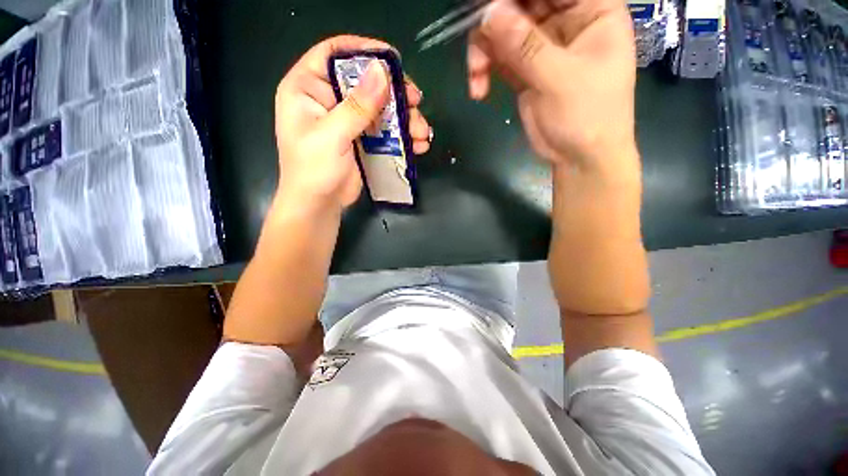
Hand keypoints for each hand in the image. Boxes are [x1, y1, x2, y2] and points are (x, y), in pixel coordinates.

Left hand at [274, 36, 430, 209]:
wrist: (319, 205)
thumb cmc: (313, 170)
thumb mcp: (332, 136)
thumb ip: (357, 106)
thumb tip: (382, 71)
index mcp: (308, 88)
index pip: (334, 54)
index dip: (363, 50)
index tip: (393, 60)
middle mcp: (328, 99)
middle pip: (365, 81)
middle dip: (394, 91)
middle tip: (416, 101)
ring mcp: (348, 121)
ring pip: (380, 108)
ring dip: (405, 118)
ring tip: (423, 132)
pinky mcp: (362, 140)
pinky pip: (385, 130)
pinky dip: (403, 136)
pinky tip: (419, 144)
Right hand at [468, 0, 636, 170]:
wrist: (578, 157)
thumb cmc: (587, 116)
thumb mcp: (559, 79)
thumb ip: (525, 46)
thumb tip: (488, 13)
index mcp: (592, 9)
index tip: (488, 8)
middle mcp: (565, 20)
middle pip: (521, 2)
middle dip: (494, 20)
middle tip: (477, 44)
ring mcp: (541, 45)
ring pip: (503, 29)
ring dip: (483, 51)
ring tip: (476, 76)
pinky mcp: (524, 69)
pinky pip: (497, 57)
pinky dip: (483, 70)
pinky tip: (478, 89)